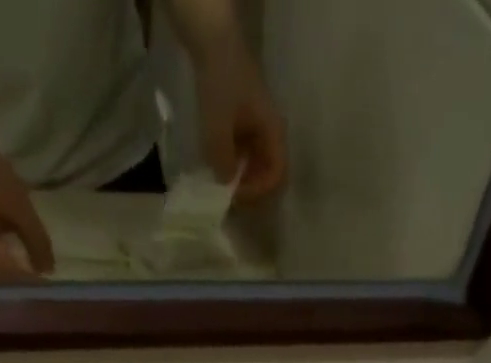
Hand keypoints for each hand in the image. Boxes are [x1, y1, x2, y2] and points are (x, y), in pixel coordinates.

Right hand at [0, 120, 55, 281]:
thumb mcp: (17, 201)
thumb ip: (36, 239)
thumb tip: (49, 271)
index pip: (12, 277)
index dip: (35, 288)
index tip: (58, 297)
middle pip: (2, 289)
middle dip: (28, 295)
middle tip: (54, 301)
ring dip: (18, 293)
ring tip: (43, 297)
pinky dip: (7, 284)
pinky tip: (25, 285)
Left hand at [190, 35, 286, 202]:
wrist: (214, 40)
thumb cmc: (221, 82)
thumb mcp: (218, 126)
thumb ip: (222, 160)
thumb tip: (225, 185)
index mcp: (273, 133)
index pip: (276, 175)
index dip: (259, 191)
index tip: (237, 193)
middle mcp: (271, 133)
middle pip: (267, 173)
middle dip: (249, 187)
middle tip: (228, 193)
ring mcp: (259, 128)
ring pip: (256, 165)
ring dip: (241, 176)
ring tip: (221, 180)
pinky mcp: (246, 123)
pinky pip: (245, 152)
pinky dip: (234, 162)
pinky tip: (218, 162)